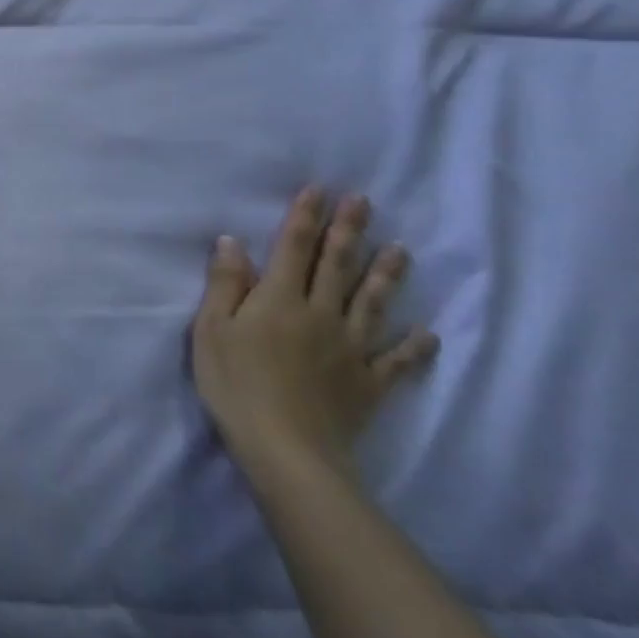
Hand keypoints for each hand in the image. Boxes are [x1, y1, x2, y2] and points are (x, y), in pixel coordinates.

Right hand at [192, 189, 437, 475]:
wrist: (286, 448)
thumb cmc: (235, 384)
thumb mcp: (211, 330)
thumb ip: (224, 285)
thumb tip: (232, 241)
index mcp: (279, 299)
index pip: (293, 248)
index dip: (306, 217)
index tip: (319, 189)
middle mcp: (321, 314)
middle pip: (337, 266)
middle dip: (349, 231)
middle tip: (364, 202)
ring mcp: (350, 349)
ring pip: (372, 303)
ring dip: (386, 275)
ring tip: (401, 250)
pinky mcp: (368, 383)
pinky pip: (396, 361)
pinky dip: (414, 347)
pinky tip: (427, 334)